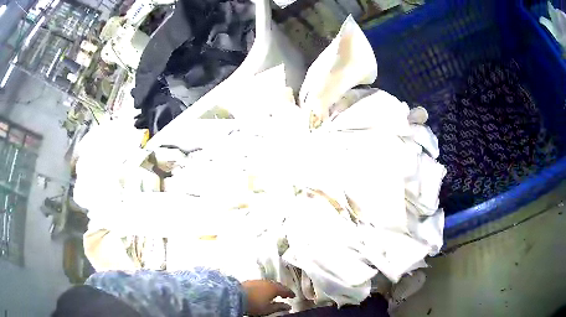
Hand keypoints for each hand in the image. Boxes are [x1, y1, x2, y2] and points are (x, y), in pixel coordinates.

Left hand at [242, 280, 295, 315]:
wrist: (234, 297)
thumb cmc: (254, 304)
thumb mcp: (268, 309)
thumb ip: (279, 307)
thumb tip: (288, 307)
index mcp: (274, 288)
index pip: (285, 289)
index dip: (290, 293)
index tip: (293, 296)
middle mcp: (267, 282)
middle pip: (277, 285)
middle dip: (281, 290)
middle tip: (284, 295)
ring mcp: (257, 281)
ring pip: (268, 284)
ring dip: (272, 288)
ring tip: (273, 294)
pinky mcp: (249, 281)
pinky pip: (261, 284)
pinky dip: (265, 288)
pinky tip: (263, 292)